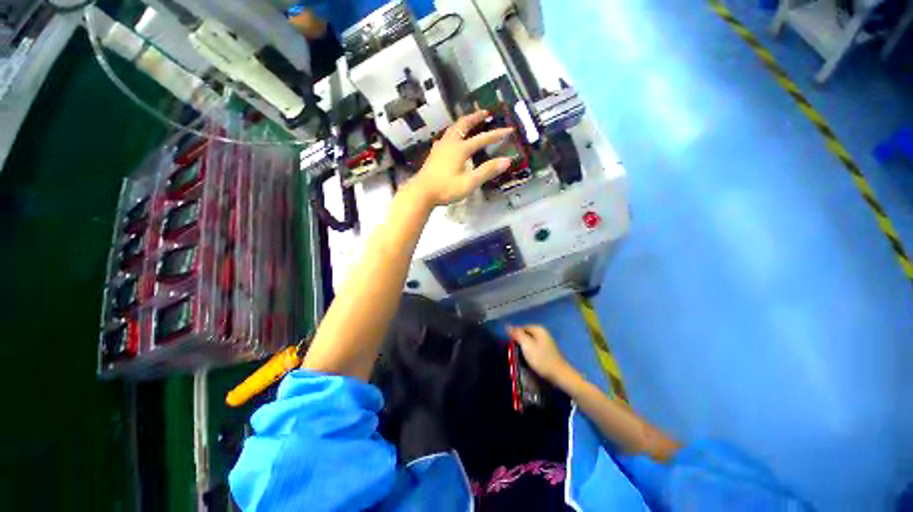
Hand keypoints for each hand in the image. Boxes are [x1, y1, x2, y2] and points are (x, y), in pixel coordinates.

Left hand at [408, 111, 513, 206]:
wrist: (421, 192)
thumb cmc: (446, 188)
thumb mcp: (469, 183)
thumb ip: (487, 171)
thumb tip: (507, 161)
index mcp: (460, 149)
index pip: (482, 138)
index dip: (496, 134)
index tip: (509, 129)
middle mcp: (450, 143)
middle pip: (463, 124)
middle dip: (475, 117)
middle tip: (485, 112)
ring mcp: (440, 147)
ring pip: (453, 129)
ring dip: (463, 122)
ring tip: (469, 121)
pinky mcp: (434, 154)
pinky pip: (446, 137)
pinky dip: (453, 132)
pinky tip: (451, 139)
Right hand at [509, 325, 574, 383]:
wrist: (559, 375)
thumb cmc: (541, 359)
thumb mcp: (526, 345)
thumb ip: (517, 334)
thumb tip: (507, 326)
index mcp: (538, 329)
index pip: (521, 328)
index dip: (514, 335)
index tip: (510, 345)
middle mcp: (543, 332)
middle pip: (525, 334)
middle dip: (519, 341)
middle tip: (514, 351)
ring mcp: (546, 342)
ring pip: (529, 342)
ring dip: (524, 348)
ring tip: (520, 356)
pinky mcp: (547, 351)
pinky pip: (534, 348)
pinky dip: (530, 352)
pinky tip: (528, 359)